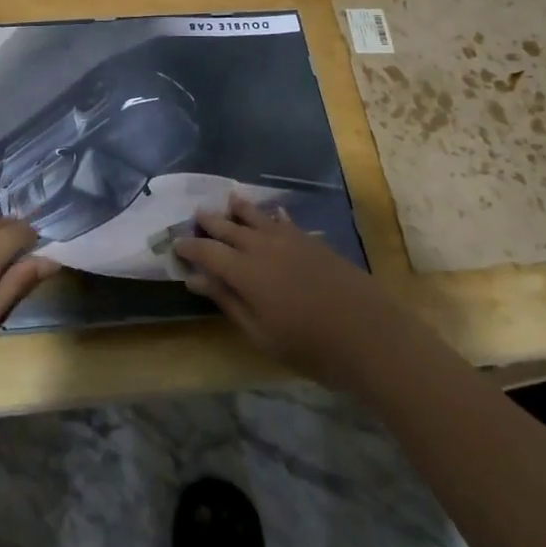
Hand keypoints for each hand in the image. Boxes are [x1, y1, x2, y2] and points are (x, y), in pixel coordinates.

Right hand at [174, 196, 395, 390]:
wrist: (369, 334)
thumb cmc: (310, 346)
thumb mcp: (261, 334)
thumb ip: (228, 302)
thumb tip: (196, 280)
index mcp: (245, 271)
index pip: (208, 251)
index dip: (190, 247)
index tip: (176, 244)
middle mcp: (262, 247)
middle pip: (229, 227)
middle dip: (211, 222)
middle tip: (196, 215)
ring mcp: (290, 240)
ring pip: (257, 217)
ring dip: (240, 209)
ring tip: (229, 199)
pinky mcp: (312, 241)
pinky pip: (285, 220)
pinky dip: (273, 215)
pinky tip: (273, 213)